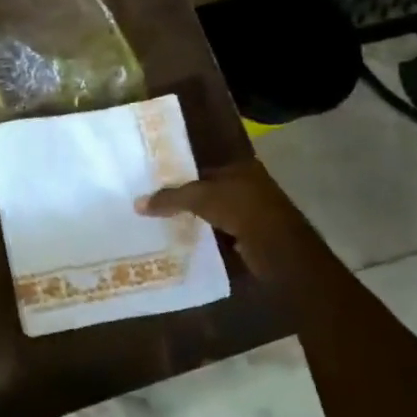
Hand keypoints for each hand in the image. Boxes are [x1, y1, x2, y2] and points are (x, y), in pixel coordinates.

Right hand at [136, 159, 327, 281]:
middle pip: (210, 192)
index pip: (203, 170)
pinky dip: (209, 238)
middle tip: (156, 210)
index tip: (156, 189)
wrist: (279, 248)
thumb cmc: (242, 210)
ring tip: (165, 228)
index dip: (180, 178)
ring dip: (197, 221)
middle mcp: (249, 186)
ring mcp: (254, 213)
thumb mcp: (201, 198)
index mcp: (241, 168)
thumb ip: (170, 198)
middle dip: (187, 202)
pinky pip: (223, 234)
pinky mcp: (254, 237)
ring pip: (216, 214)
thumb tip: (137, 204)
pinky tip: (189, 244)